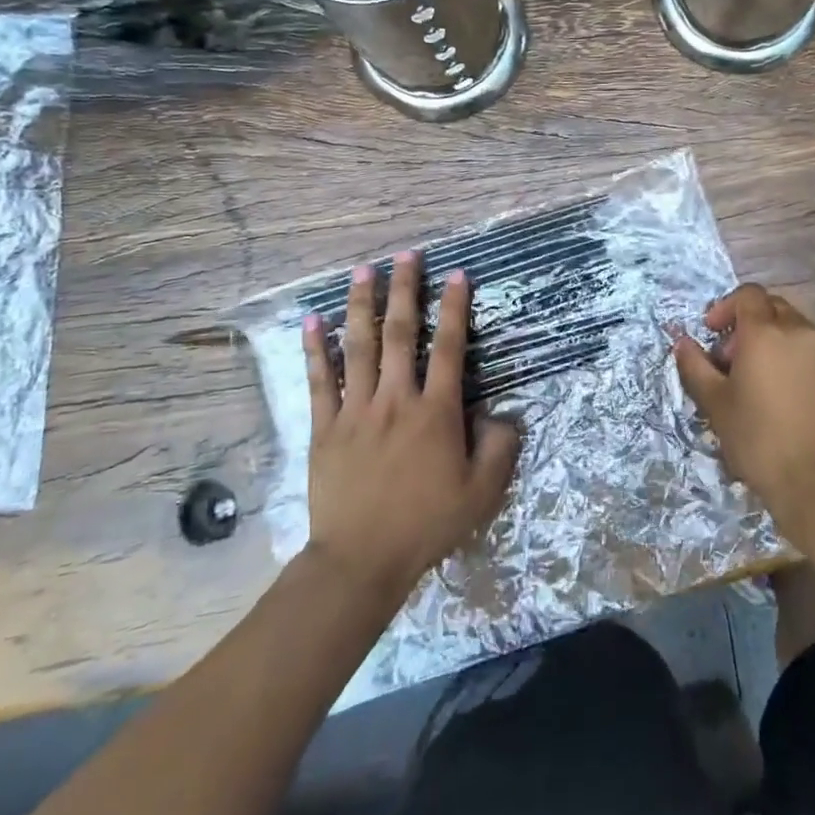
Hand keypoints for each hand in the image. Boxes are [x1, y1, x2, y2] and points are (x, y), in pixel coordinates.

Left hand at [301, 253, 520, 598]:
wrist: (361, 559)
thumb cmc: (426, 523)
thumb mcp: (482, 492)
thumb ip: (500, 448)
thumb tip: (503, 414)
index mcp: (436, 412)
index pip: (450, 347)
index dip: (455, 307)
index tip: (457, 274)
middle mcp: (396, 399)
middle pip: (401, 334)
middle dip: (405, 290)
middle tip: (407, 255)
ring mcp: (356, 410)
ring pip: (359, 347)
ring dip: (361, 305)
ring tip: (363, 271)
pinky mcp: (324, 427)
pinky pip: (319, 381)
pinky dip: (316, 349)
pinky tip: (312, 321)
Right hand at [672, 283, 814, 549]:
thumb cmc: (757, 440)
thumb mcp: (715, 403)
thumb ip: (695, 365)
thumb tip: (683, 342)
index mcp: (766, 333)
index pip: (748, 295)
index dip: (726, 307)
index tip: (714, 334)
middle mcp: (802, 332)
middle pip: (774, 308)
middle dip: (751, 324)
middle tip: (735, 359)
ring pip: (798, 331)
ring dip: (777, 343)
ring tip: (764, 381)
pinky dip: (801, 362)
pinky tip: (792, 397)